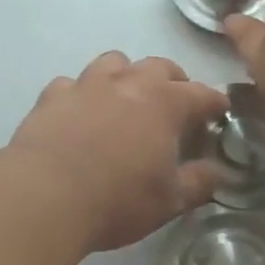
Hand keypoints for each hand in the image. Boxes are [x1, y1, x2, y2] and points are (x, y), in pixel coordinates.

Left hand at [8, 52, 229, 252]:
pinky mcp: (52, 96)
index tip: (220, 112)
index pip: (201, 94)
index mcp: (164, 103)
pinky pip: (72, 84)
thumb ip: (199, 182)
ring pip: (113, 62)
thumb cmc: (117, 200)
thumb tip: (219, 172)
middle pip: (159, 66)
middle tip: (176, 105)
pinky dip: (81, 94)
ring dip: (126, 75)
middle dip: (173, 81)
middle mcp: (127, 82)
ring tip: (126, 99)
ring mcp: (86, 85)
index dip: (215, 103)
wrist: (44, 196)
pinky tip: (79, 113)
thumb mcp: (169, 201)